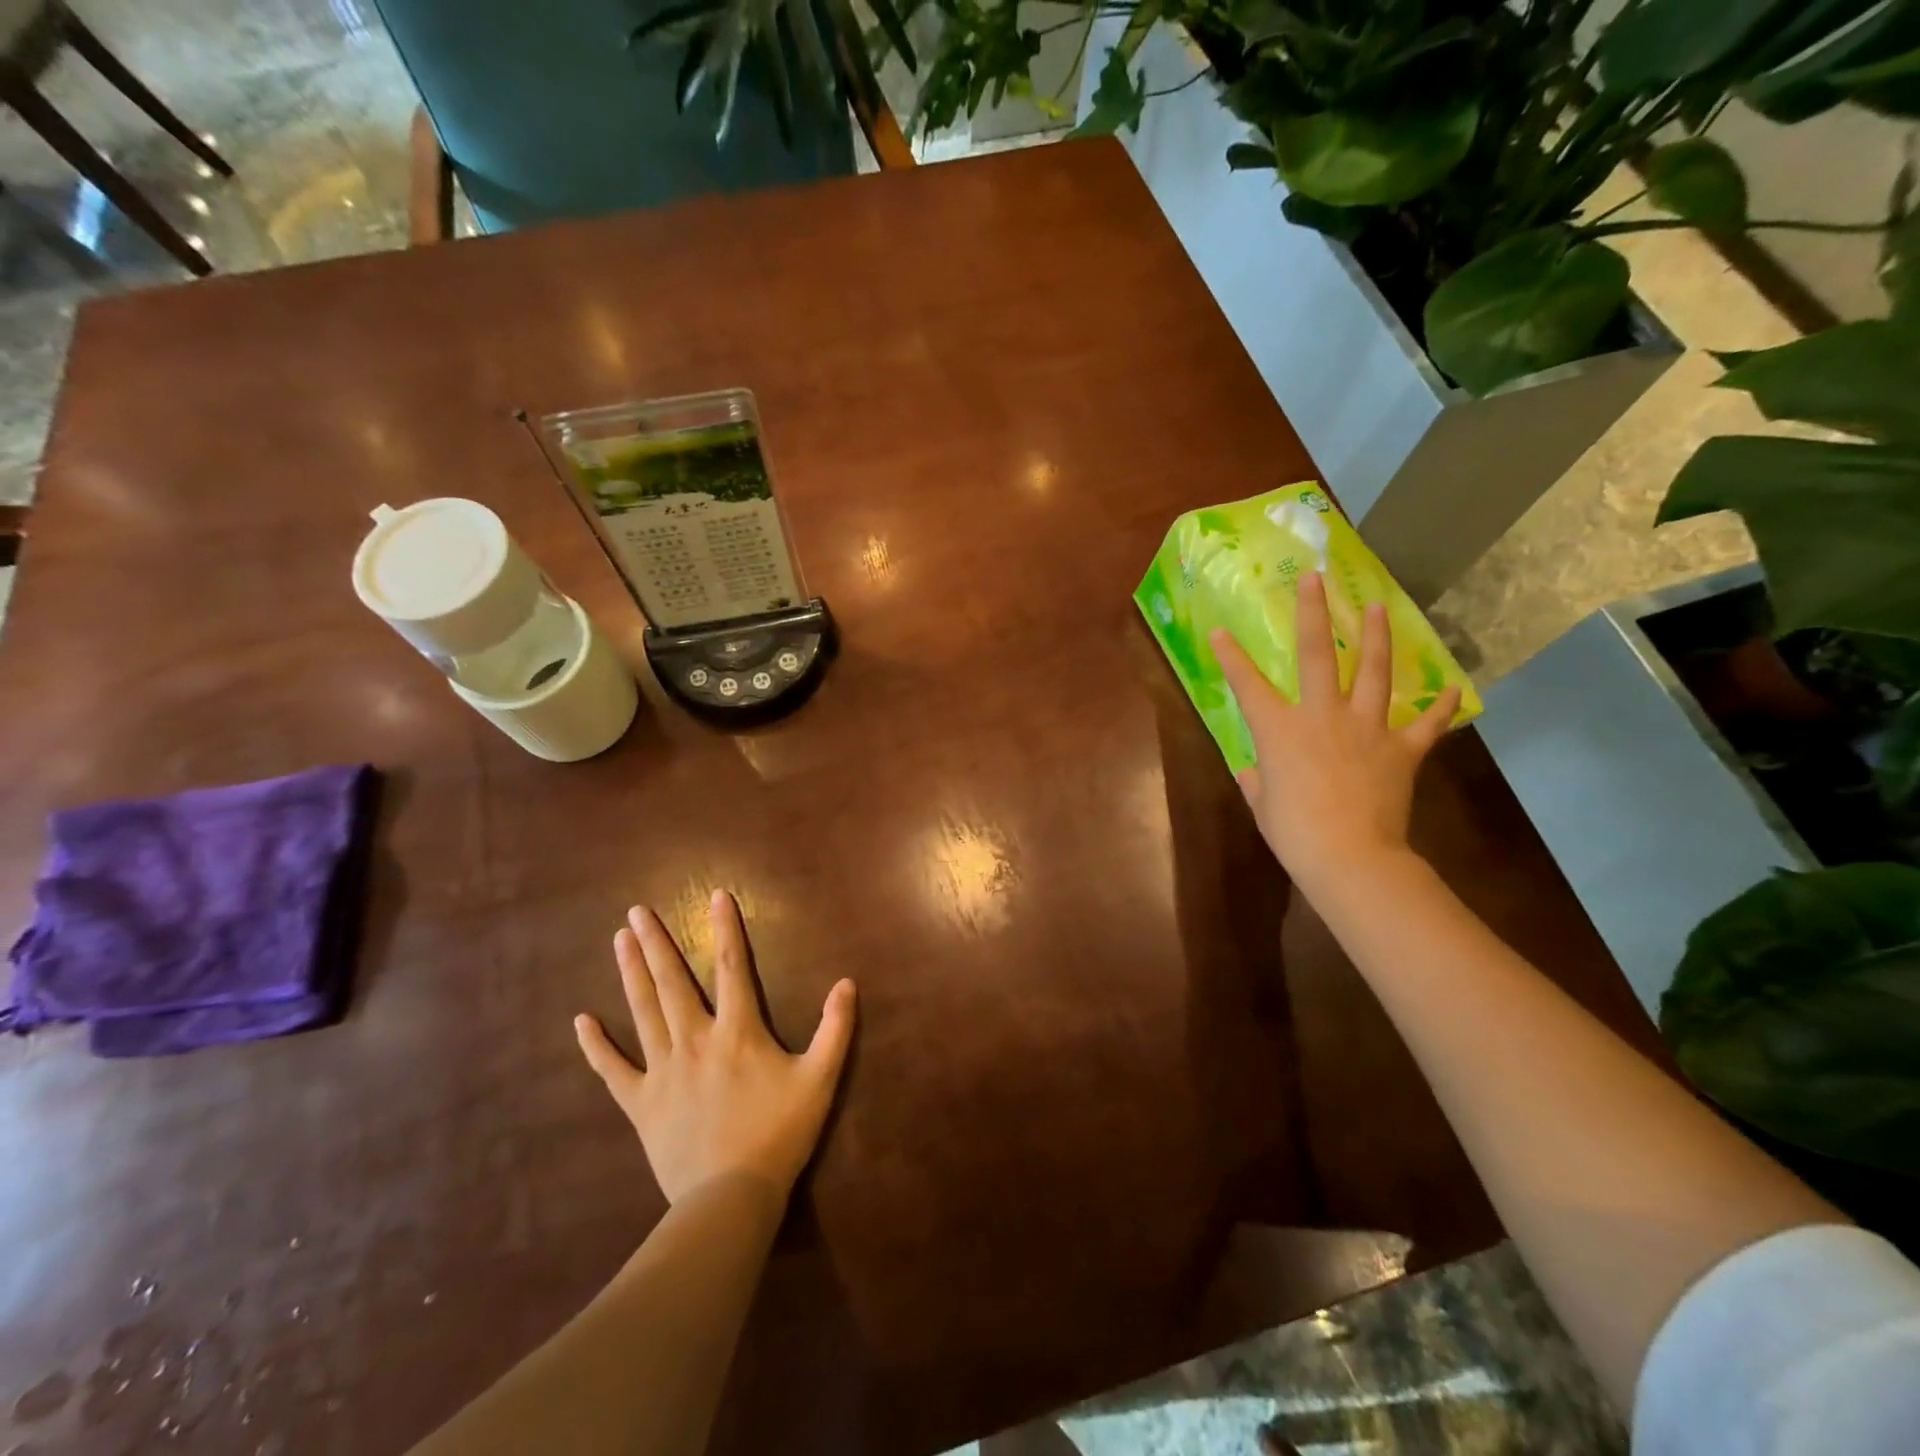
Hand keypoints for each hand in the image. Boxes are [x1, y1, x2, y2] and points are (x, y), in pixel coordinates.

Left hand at [574, 890, 856, 1204]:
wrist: (730, 1198)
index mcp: (738, 1031)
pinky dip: (597, 1045)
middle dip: (656, 943)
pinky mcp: (641, 1103)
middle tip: (637, 911)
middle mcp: (695, 1040)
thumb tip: (847, 983)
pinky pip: (613, 1070)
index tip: (715, 896)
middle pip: (673, 982)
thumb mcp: (820, 1079)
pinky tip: (581, 1021)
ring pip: (643, 1012)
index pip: (733, 967)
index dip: (726, 929)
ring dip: (631, 973)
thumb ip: (835, 1029)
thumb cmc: (779, 1134)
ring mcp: (663, 1071)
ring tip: (619, 940)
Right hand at [1210, 572, 1458, 897]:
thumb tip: (1257, 771)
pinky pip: (1425, 723)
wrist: (1349, 855)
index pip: (1247, 684)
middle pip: (1319, 654)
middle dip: (1314, 613)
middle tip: (1315, 580)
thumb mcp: (1262, 804)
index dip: (1231, 657)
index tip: (1219, 631)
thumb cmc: (1293, 832)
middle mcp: (1322, 715)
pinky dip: (1438, 707)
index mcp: (1279, 729)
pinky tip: (1449, 690)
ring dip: (1376, 637)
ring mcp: (1366, 728)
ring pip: (1374, 672)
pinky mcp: (1401, 749)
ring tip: (1378, 607)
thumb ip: (1258, 780)